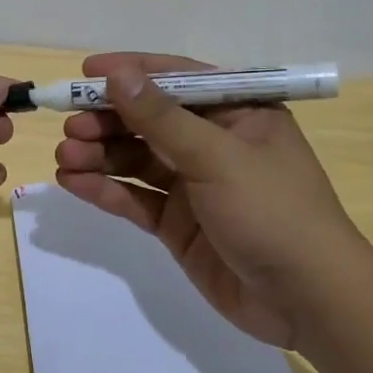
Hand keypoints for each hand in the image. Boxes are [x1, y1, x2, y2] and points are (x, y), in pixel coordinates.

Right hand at [53, 52, 371, 348]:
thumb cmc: (273, 212)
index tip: (84, 72)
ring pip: (135, 160)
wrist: (307, 300)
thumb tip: (117, 75)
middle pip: (148, 121)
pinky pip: (134, 198)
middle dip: (107, 121)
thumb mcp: (217, 157)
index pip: (176, 79)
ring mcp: (193, 185)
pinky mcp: (177, 223)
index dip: (130, 73)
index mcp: (237, 113)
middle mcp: (213, 143)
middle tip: (70, 127)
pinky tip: (72, 183)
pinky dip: (104, 189)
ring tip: (65, 157)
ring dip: (98, 155)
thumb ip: (162, 118)